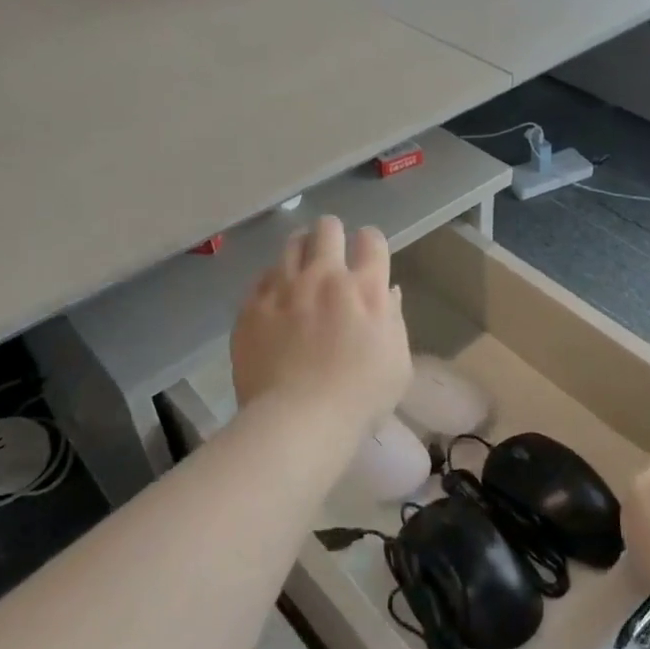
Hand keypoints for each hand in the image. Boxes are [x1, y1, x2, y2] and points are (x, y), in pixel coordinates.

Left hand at [231, 216, 411, 440]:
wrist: (298, 420)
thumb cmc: (359, 398)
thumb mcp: (397, 363)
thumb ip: (393, 320)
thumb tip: (388, 292)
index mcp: (365, 288)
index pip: (371, 239)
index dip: (370, 242)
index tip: (367, 256)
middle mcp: (324, 277)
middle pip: (327, 228)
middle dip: (332, 234)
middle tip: (331, 254)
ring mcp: (284, 288)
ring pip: (291, 244)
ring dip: (301, 250)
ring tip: (301, 268)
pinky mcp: (252, 306)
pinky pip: (262, 277)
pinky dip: (274, 281)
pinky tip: (277, 298)